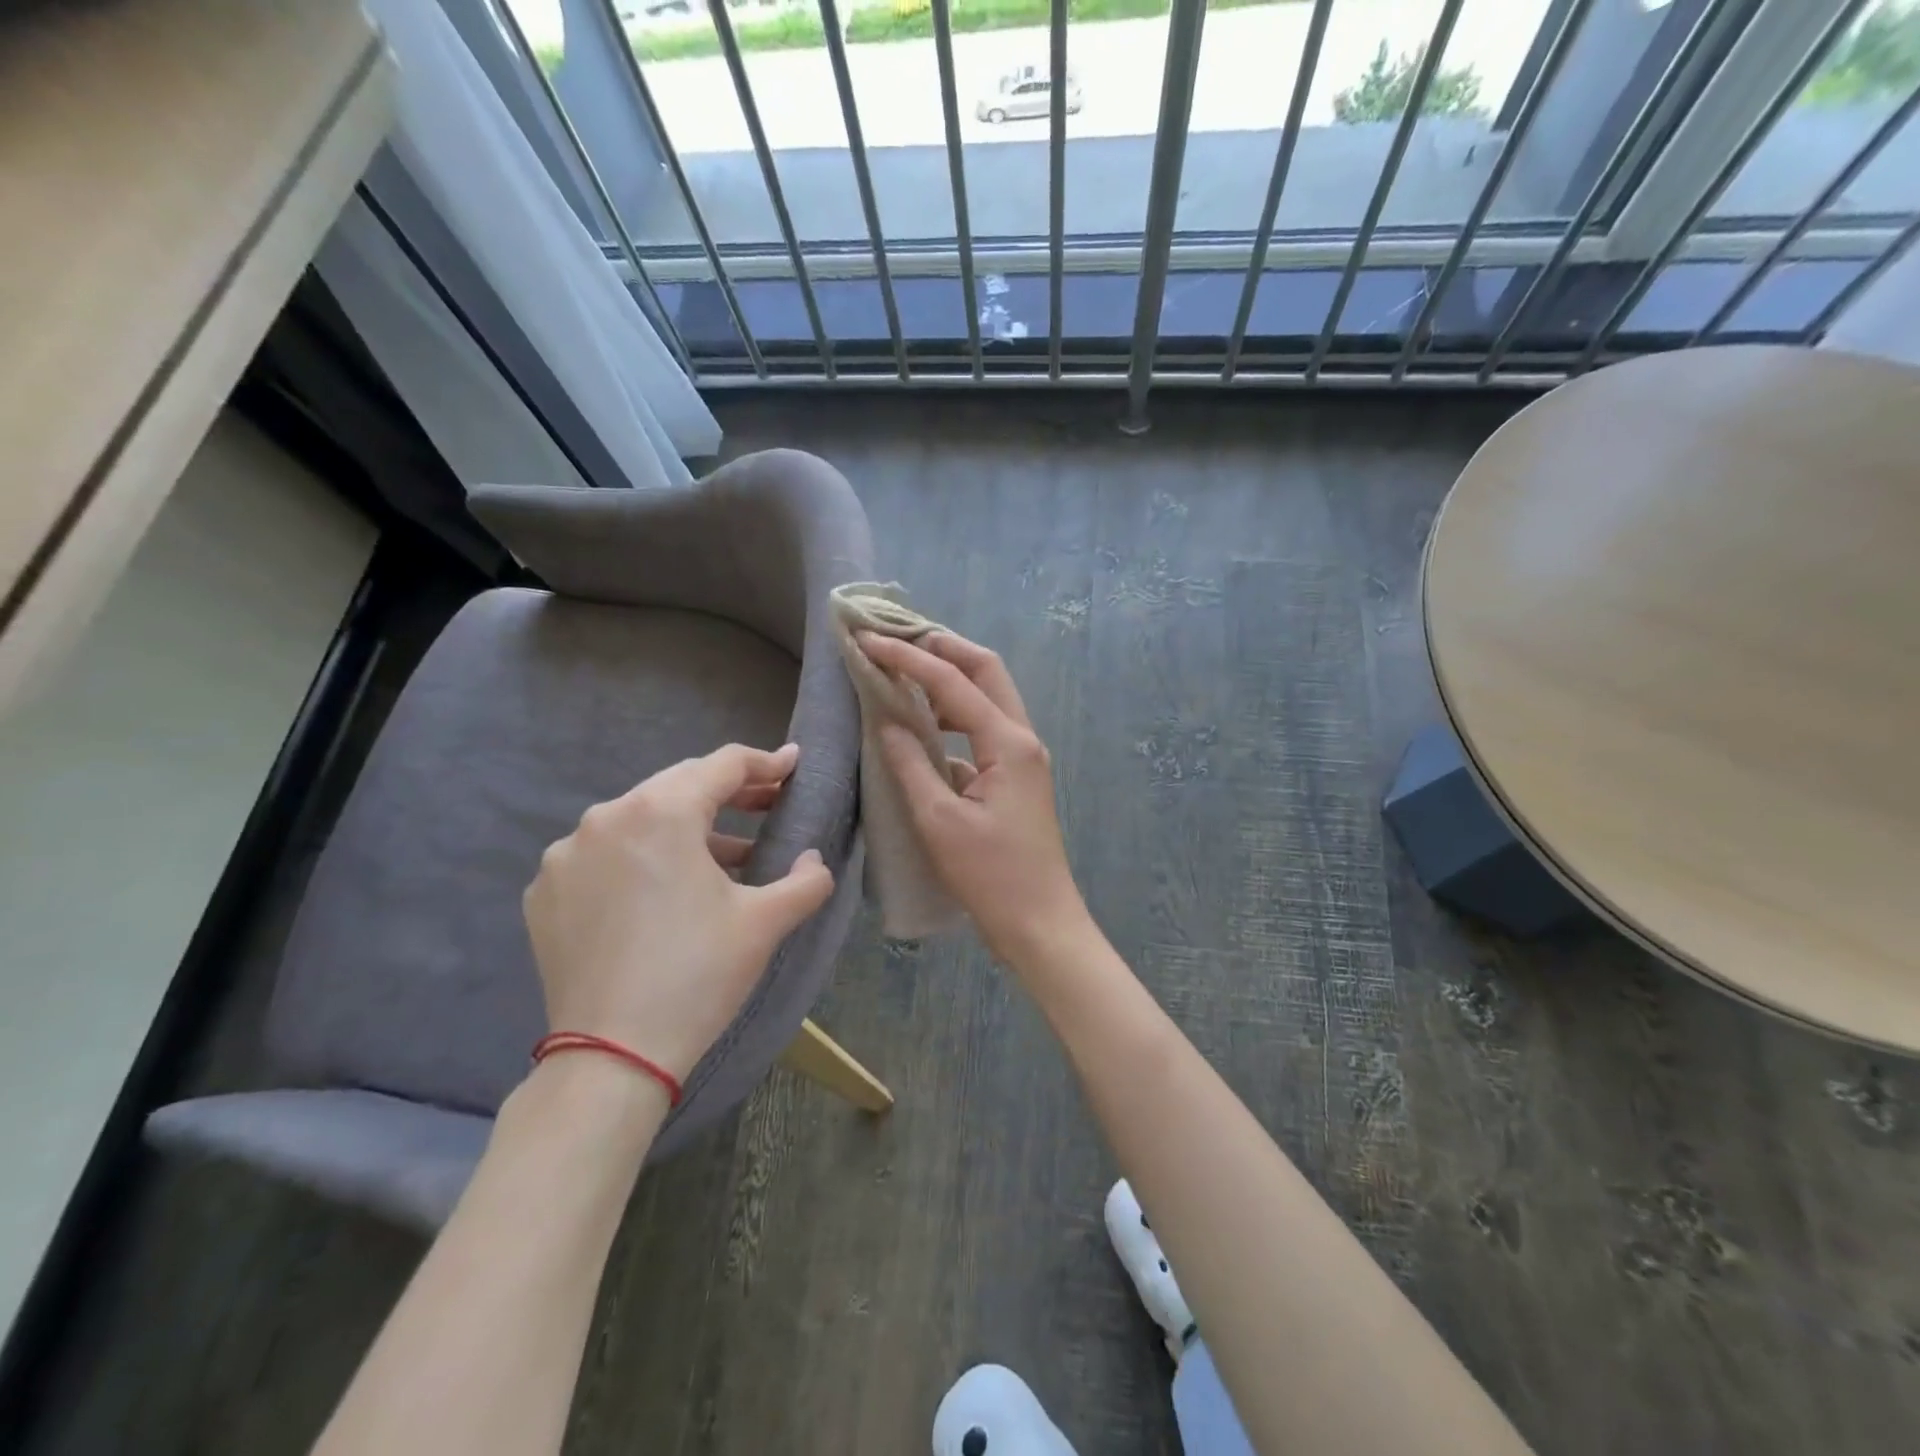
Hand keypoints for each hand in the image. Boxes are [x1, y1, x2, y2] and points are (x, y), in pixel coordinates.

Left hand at [523, 743, 835, 1081]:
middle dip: (728, 793)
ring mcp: (567, 854)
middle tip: (767, 805)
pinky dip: (640, 859)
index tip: (792, 765)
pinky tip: (662, 892)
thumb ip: (806, 879)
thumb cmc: (699, 975)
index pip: (723, 765)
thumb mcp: (766, 922)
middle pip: (678, 785)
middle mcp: (606, 817)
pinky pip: (604, 855)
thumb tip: (814, 859)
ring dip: (685, 829)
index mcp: (661, 812)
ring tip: (724, 858)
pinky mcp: (545, 891)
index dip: (765, 763)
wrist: (613, 1057)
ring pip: (639, 820)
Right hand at [858, 631, 1088, 966]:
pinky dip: (955, 714)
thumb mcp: (939, 820)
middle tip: (899, 637)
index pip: (954, 682)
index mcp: (1008, 742)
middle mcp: (1022, 738)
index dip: (909, 657)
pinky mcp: (1016, 776)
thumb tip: (886, 720)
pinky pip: (985, 727)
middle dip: (943, 647)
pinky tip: (924, 723)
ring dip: (951, 678)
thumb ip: (910, 763)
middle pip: (986, 670)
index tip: (869, 640)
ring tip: (905, 670)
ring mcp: (1023, 757)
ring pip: (989, 696)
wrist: (1039, 922)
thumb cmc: (990, 876)